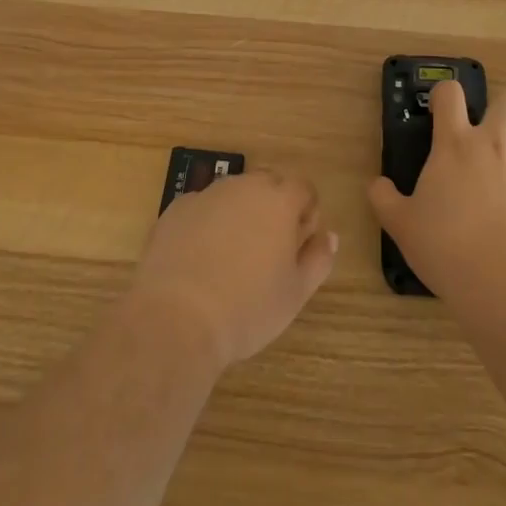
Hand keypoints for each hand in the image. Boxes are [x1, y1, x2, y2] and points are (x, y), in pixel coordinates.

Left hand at [129, 170, 338, 371]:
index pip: (303, 189)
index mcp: (279, 200)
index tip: (298, 247)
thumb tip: (329, 235)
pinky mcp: (176, 209)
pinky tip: (200, 260)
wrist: (175, 319)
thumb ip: (318, 259)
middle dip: (274, 209)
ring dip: (240, 214)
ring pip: (234, 194)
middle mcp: (245, 186)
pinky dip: (207, 224)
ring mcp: (207, 194)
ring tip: (232, 258)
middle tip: (268, 252)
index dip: (306, 215)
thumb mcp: (295, 293)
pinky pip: (202, 208)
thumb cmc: (247, 308)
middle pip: (268, 185)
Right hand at [369, 82, 505, 297]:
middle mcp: (494, 146)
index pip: (451, 93)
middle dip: (496, 111)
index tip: (438, 112)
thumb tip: (378, 185)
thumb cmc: (445, 244)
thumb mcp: (401, 224)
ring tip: (500, 184)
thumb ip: (385, 199)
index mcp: (455, 144)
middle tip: (481, 138)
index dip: (444, 95)